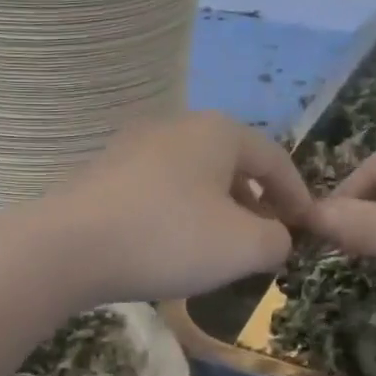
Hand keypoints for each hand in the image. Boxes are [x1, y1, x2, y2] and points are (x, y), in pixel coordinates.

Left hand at [21, 111, 313, 303]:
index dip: (297, 194)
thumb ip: (277, 240)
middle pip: (231, 164)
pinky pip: (157, 191)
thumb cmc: (168, 239)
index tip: (307, 227)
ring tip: (219, 248)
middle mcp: (175, 127)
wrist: (68, 247)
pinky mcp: (103, 175)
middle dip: (254, 202)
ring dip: (215, 210)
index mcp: (217, 132)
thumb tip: (276, 236)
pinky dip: (177, 215)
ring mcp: (132, 148)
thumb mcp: (244, 247)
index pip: (274, 158)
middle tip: (263, 240)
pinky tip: (171, 246)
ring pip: (192, 178)